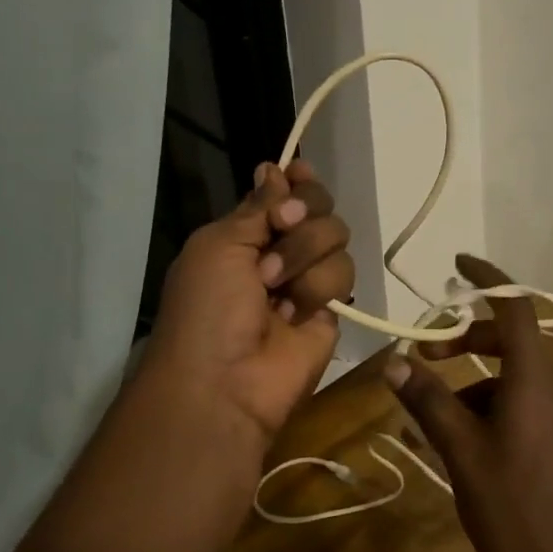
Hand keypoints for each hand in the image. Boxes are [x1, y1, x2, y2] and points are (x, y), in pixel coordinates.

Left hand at [146, 160, 353, 451]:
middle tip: (284, 226)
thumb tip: (275, 169)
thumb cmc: (207, 307)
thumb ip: (257, 207)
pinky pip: (345, 275)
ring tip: (276, 288)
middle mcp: (281, 252)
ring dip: (305, 256)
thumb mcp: (219, 245)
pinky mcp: (332, 309)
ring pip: (336, 238)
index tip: (298, 173)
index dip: (296, 181)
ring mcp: (308, 280)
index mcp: (246, 234)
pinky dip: (318, 288)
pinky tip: (295, 314)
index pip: (284, 193)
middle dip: (304, 213)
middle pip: (319, 207)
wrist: (225, 381)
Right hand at [382, 255, 552, 551]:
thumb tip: (393, 361)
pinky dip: (487, 404)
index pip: (515, 308)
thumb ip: (428, 400)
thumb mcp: (461, 451)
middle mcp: (550, 387)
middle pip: (510, 339)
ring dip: (472, 379)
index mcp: (532, 380)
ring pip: (511, 375)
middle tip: (426, 352)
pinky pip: (519, 402)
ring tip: (435, 415)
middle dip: (466, 338)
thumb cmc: (511, 506)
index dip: (488, 278)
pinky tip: (462, 441)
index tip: (457, 264)